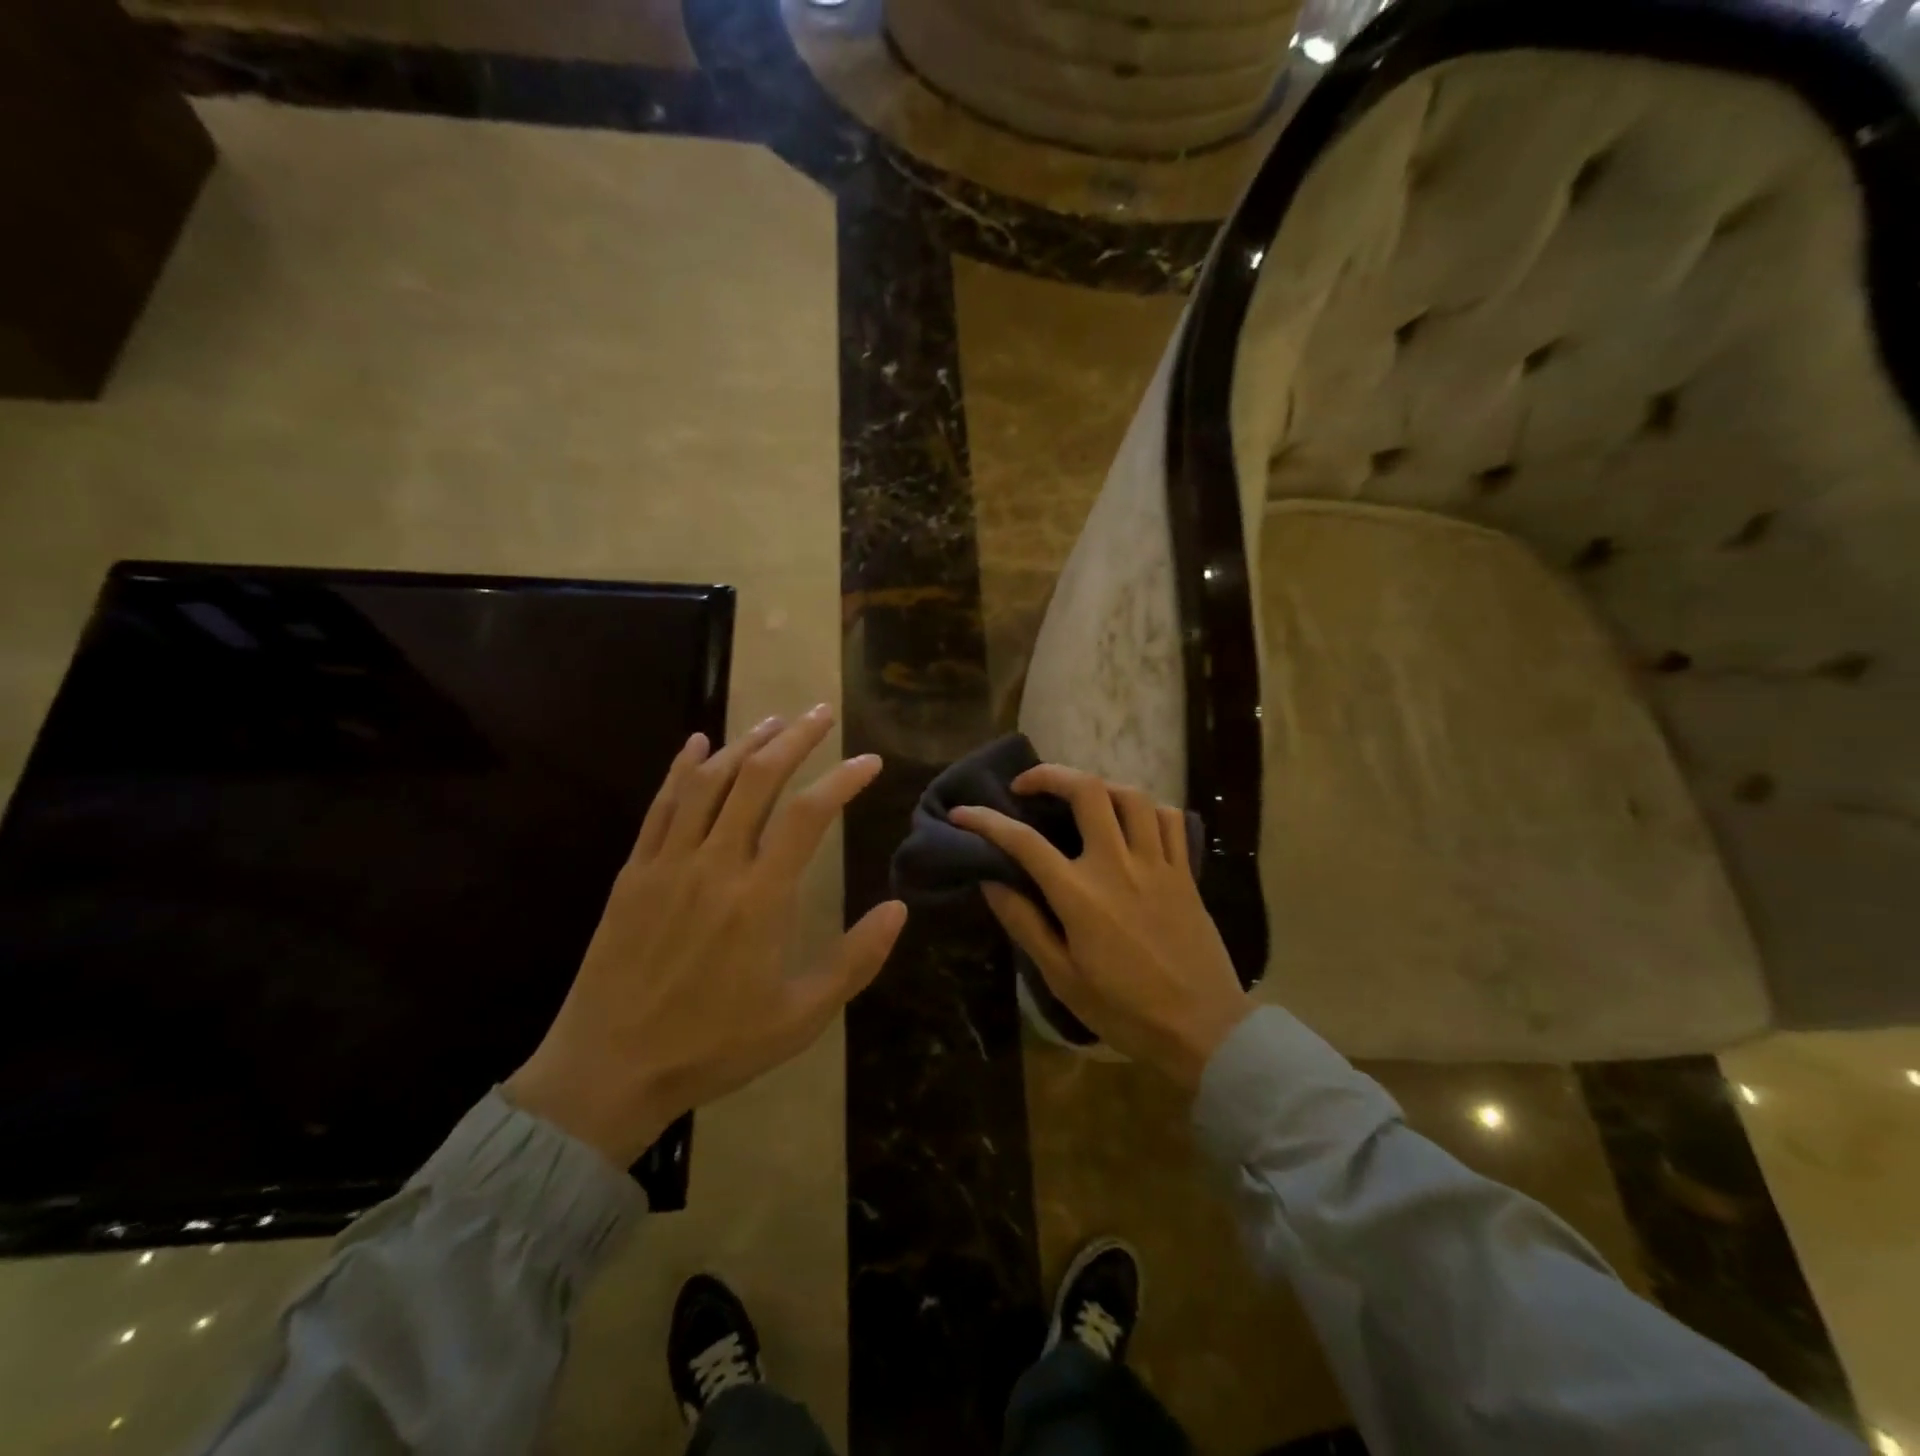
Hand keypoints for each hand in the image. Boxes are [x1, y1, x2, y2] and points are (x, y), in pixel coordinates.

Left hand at [505, 705, 907, 1165]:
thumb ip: (855, 960)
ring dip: (744, 743)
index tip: (869, 761)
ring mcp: (668, 863)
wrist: (609, 1070)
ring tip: (773, 721)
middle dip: (795, 738)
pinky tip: (696, 743)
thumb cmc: (714, 1046)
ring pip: (708, 781)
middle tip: (821, 713)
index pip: (810, 814)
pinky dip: (681, 768)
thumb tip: (899, 908)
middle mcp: (715, 864)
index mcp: (760, 897)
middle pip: (758, 779)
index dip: (843, 779)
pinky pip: (660, 806)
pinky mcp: (633, 872)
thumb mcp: (801, 1017)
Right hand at [951, 765, 1250, 1088]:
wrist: (1203, 1029)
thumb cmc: (1125, 1010)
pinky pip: (1169, 819)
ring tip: (1079, 798)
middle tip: (1026, 786)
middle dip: (1049, 775)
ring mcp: (1156, 864)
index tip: (963, 813)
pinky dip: (1146, 808)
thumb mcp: (1062, 978)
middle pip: (1086, 790)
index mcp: (1080, 895)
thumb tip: (991, 881)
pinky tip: (1131, 821)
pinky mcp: (1185, 872)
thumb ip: (1025, 923)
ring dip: (1098, 786)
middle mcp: (1118, 865)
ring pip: (1130, 795)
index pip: (1024, 841)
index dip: (986, 821)